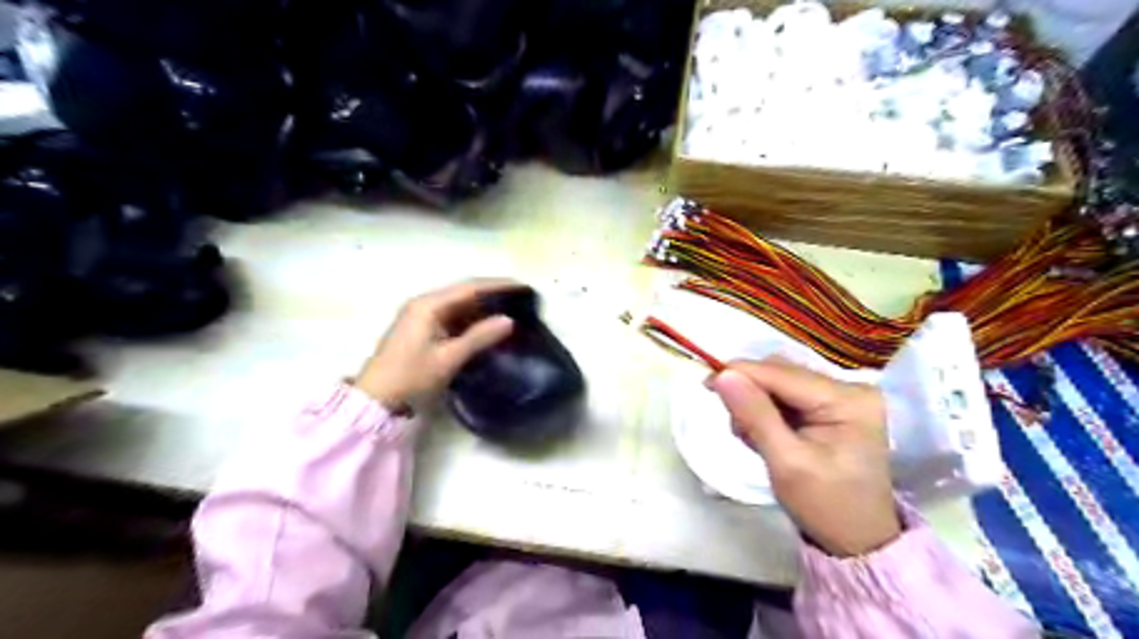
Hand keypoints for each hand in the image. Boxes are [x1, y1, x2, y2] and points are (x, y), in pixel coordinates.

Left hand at [356, 278, 519, 410]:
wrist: (376, 399)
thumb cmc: (411, 376)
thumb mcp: (448, 358)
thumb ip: (479, 337)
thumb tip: (509, 320)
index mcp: (428, 305)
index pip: (469, 288)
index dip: (498, 285)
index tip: (522, 286)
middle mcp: (424, 303)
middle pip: (464, 292)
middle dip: (492, 294)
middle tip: (521, 298)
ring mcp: (421, 316)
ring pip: (459, 304)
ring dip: (483, 306)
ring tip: (511, 309)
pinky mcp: (422, 329)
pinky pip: (452, 316)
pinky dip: (472, 319)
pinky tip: (488, 325)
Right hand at [708, 358, 898, 555]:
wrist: (858, 540)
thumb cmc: (826, 506)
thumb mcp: (786, 463)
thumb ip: (755, 415)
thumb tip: (723, 375)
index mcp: (847, 399)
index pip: (781, 373)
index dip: (740, 373)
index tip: (706, 384)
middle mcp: (849, 388)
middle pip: (781, 372)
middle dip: (750, 393)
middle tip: (736, 427)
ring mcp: (842, 396)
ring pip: (780, 382)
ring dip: (756, 403)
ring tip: (753, 437)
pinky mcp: (833, 407)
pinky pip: (787, 395)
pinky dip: (768, 411)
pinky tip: (766, 435)